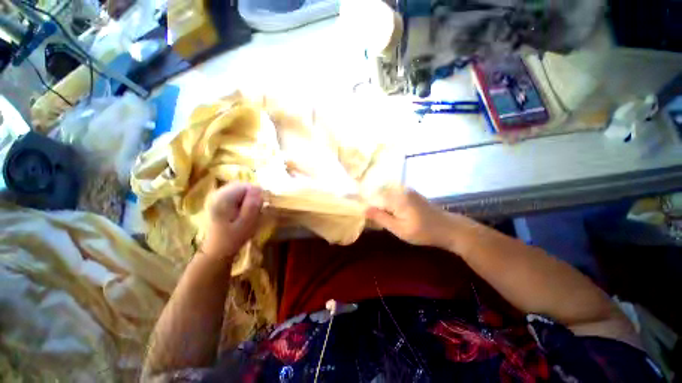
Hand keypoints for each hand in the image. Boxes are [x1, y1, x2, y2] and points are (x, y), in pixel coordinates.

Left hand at [202, 183, 262, 260]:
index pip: (246, 186)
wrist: (216, 251)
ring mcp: (215, 196)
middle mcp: (216, 193)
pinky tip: (242, 210)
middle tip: (256, 210)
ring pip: (239, 189)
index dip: (257, 195)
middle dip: (252, 195)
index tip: (261, 207)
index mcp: (223, 199)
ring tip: (249, 210)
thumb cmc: (233, 239)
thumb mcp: (247, 224)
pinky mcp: (217, 200)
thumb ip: (252, 205)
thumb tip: (258, 189)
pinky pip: (234, 193)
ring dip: (248, 197)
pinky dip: (242, 199)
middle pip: (242, 185)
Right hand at [366, 188, 458, 248]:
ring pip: (385, 195)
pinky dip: (389, 203)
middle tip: (373, 219)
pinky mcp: (410, 193)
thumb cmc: (423, 231)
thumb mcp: (399, 229)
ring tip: (382, 217)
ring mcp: (406, 190)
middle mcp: (400, 189)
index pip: (372, 197)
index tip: (365, 216)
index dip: (367, 206)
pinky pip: (393, 195)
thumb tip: (364, 209)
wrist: (449, 228)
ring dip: (381, 205)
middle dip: (373, 205)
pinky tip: (391, 213)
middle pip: (378, 194)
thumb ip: (381, 218)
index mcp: (396, 197)